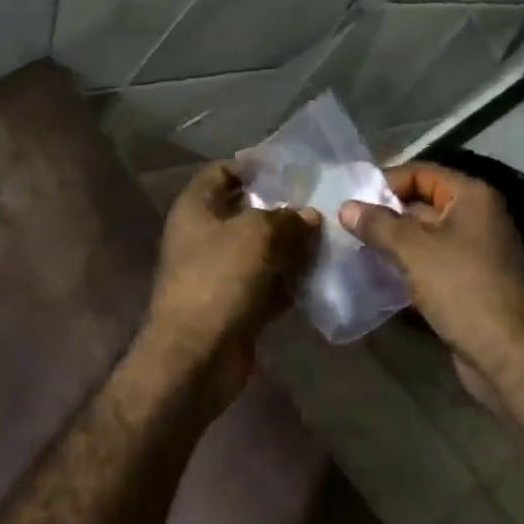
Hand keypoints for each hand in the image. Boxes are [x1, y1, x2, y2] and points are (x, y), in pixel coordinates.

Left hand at [143, 161, 320, 409]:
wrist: (195, 358)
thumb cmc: (219, 280)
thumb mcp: (257, 235)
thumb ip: (287, 219)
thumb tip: (309, 216)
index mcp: (197, 208)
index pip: (223, 171)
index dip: (253, 165)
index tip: (291, 168)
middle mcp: (204, 235)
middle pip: (246, 211)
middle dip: (282, 208)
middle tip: (320, 203)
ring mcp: (219, 272)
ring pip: (261, 249)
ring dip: (291, 246)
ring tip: (329, 236)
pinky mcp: (235, 304)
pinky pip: (267, 283)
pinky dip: (289, 280)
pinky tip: (320, 274)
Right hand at [339, 162, 523, 407]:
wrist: (508, 355)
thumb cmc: (462, 288)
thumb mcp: (413, 249)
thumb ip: (378, 224)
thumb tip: (346, 207)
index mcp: (473, 196)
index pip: (422, 173)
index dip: (387, 182)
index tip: (354, 199)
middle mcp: (480, 217)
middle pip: (424, 203)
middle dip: (388, 214)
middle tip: (349, 225)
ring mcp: (478, 251)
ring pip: (427, 235)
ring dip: (395, 242)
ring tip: (358, 249)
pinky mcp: (473, 281)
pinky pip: (434, 261)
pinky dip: (409, 264)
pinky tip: (380, 275)